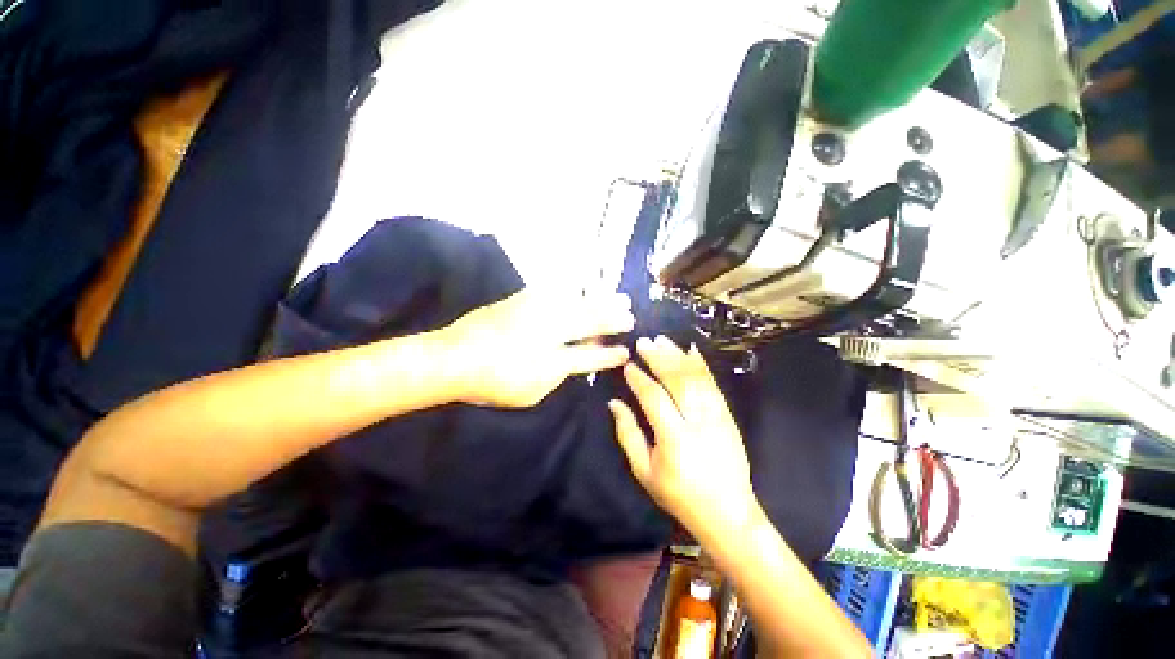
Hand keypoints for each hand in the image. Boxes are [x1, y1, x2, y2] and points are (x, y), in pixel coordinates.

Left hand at [440, 289, 634, 406]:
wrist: (455, 356)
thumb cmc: (494, 380)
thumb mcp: (533, 389)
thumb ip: (560, 372)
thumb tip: (577, 359)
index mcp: (554, 356)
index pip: (590, 355)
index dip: (610, 354)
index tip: (627, 350)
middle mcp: (551, 328)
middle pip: (590, 320)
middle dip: (613, 316)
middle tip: (630, 312)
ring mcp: (538, 309)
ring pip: (579, 301)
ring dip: (600, 299)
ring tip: (618, 295)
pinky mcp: (525, 297)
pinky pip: (558, 289)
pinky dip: (576, 288)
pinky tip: (585, 286)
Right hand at [608, 336, 758, 543]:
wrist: (728, 513)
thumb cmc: (679, 495)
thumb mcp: (644, 471)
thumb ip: (628, 434)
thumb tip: (614, 403)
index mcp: (675, 439)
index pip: (654, 398)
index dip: (639, 378)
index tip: (627, 365)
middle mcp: (698, 422)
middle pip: (677, 381)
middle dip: (658, 358)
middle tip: (643, 342)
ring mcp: (717, 416)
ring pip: (696, 378)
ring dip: (677, 356)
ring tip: (662, 340)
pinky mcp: (728, 415)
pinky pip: (713, 384)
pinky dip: (701, 364)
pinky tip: (691, 350)